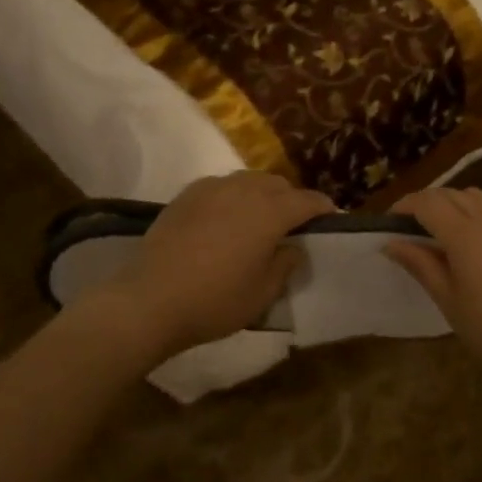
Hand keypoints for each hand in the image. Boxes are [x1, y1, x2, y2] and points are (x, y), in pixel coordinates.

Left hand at [108, 171, 333, 359]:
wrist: (150, 299)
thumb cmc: (215, 301)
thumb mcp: (262, 293)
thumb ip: (285, 264)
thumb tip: (292, 246)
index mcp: (270, 212)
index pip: (308, 200)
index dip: (323, 209)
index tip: (331, 218)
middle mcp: (244, 190)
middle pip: (278, 185)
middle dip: (291, 200)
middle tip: (292, 225)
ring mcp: (212, 188)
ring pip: (248, 181)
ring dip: (261, 195)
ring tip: (258, 219)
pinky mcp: (186, 195)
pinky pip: (221, 187)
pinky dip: (233, 197)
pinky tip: (225, 219)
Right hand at [384, 188, 481, 391]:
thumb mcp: (449, 300)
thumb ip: (421, 265)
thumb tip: (391, 243)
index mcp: (464, 233)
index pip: (427, 202)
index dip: (404, 207)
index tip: (387, 225)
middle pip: (450, 194)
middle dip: (425, 203)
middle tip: (406, 229)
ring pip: (474, 197)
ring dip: (451, 203)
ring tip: (436, 232)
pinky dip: (472, 213)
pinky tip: (468, 244)